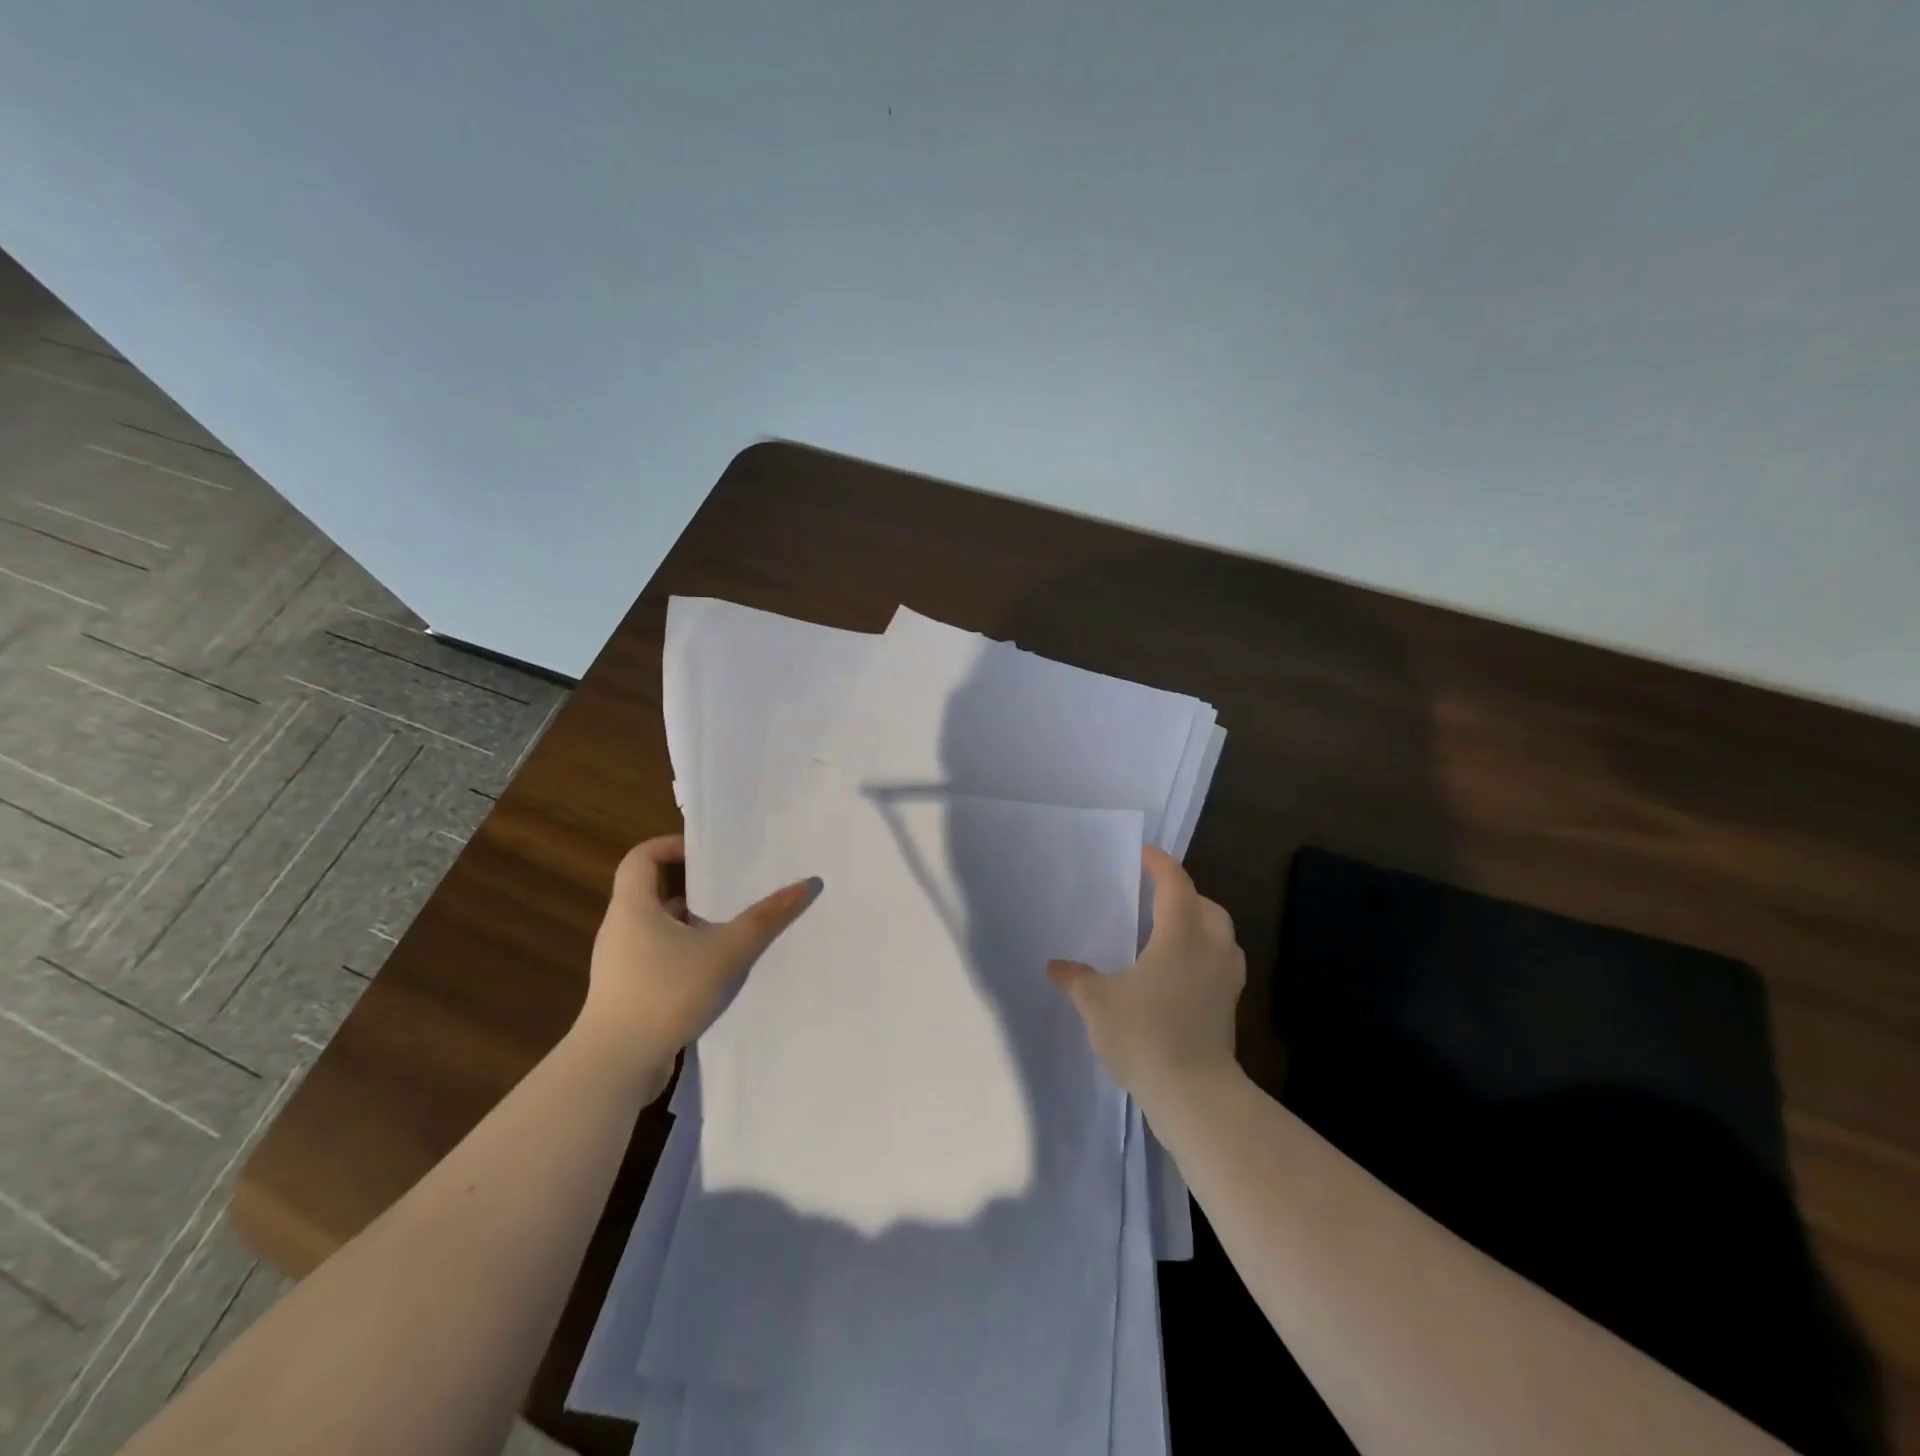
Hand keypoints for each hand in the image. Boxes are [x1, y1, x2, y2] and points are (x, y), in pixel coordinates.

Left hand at [577, 834, 820, 1095]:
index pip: (642, 856)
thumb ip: (765, 918)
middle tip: (733, 887)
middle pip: (654, 891)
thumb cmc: (665, 993)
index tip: (709, 855)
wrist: (615, 1067)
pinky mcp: (628, 993)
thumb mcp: (725, 952)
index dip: (672, 846)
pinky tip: (718, 970)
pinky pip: (659, 958)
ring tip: (734, 927)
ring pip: (660, 928)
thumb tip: (806, 885)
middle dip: (694, 887)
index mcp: (633, 907)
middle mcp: (622, 929)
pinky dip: (686, 954)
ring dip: (694, 924)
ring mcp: (621, 964)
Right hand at [1049, 846, 1244, 1106]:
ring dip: (1199, 924)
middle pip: (1206, 906)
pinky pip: (1221, 963)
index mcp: (1180, 934)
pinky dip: (1204, 954)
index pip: (1175, 883)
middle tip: (1154, 896)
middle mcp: (1211, 948)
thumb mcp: (1097, 1003)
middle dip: (1183, 894)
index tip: (1142, 854)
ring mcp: (1226, 979)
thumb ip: (1077, 979)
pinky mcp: (1230, 1006)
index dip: (1160, 864)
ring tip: (1168, 932)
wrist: (1193, 1094)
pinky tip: (1179, 972)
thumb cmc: (1144, 1034)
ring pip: (1220, 935)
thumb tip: (1057, 967)